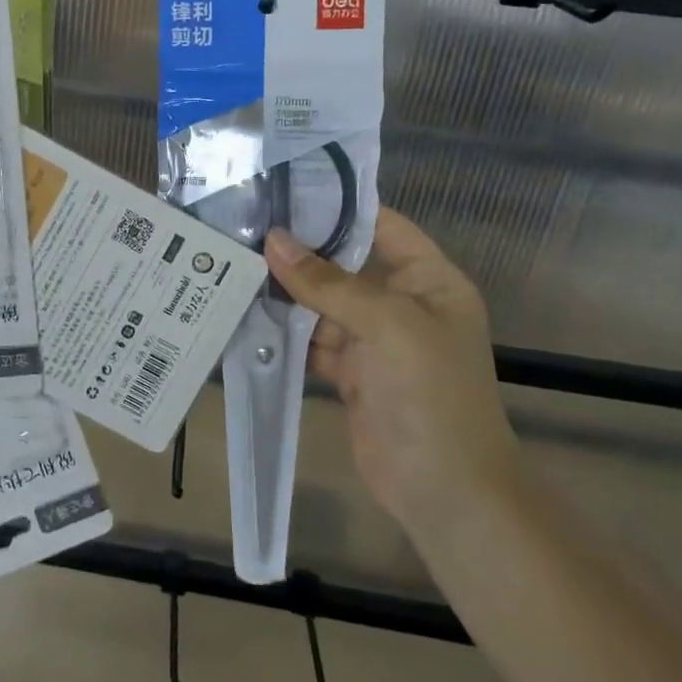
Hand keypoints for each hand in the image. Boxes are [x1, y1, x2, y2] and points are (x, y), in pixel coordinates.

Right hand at [265, 209, 517, 533]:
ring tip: (235, 264)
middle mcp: (402, 303)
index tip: (283, 190)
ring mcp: (374, 341)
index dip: (338, 207)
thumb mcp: (387, 325)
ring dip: (286, 292)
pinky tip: (246, 314)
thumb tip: (273, 240)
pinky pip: (311, 341)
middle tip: (244, 226)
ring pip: (322, 303)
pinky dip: (285, 333)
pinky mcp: (350, 373)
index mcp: (428, 280)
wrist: (446, 491)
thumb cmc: (431, 393)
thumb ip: (328, 283)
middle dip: (300, 251)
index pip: (382, 226)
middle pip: (344, 265)